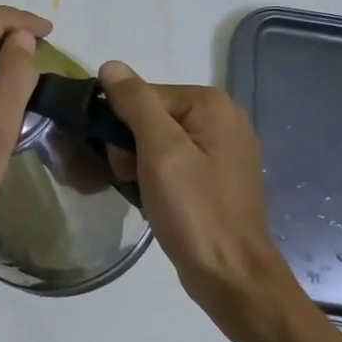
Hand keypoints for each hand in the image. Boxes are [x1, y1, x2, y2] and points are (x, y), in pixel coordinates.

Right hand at [99, 62, 299, 338]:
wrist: (230, 275)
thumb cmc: (194, 211)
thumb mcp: (160, 151)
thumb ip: (136, 103)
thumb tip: (111, 66)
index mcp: (212, 104)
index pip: (144, 96)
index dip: (123, 127)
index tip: (124, 163)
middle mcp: (223, 118)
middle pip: (151, 116)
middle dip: (131, 147)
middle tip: (133, 181)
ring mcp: (223, 149)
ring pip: (158, 141)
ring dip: (140, 165)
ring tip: (144, 195)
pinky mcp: (218, 176)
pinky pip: (174, 161)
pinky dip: (157, 177)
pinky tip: (156, 200)